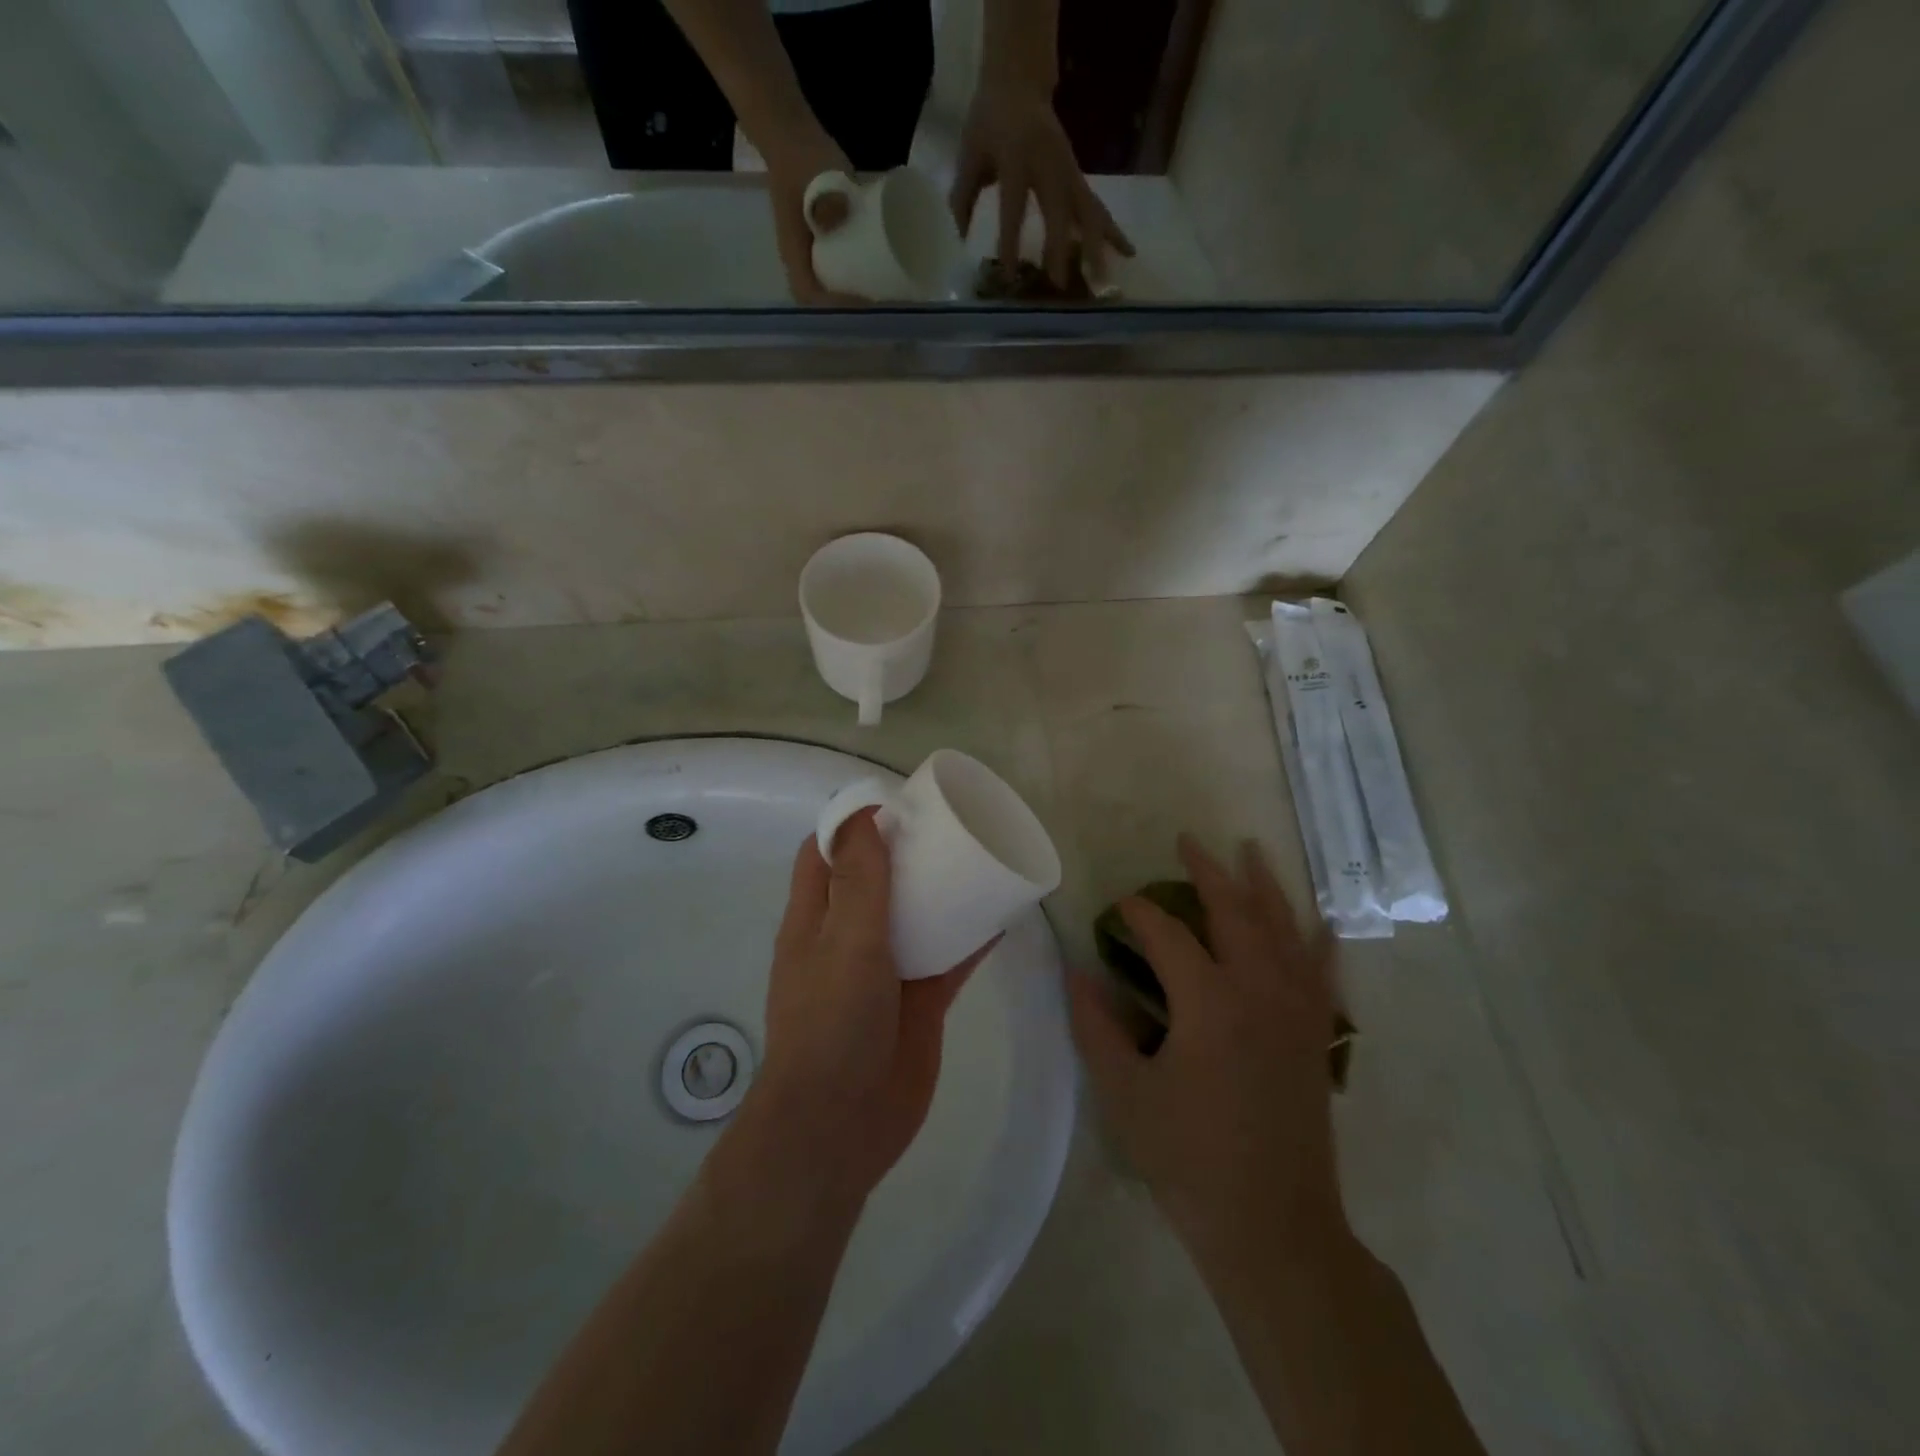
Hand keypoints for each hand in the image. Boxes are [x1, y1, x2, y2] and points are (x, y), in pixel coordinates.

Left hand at [752, 812, 993, 1196]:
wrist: (841, 1124)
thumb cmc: (832, 1021)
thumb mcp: (845, 939)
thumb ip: (860, 879)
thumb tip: (865, 813)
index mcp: (815, 917)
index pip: (826, 853)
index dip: (854, 823)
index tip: (897, 803)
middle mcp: (847, 938)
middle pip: (876, 879)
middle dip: (906, 851)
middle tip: (949, 824)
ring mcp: (884, 971)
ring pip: (915, 916)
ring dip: (941, 891)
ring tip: (979, 857)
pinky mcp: (918, 1001)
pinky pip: (947, 958)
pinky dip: (969, 937)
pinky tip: (1001, 915)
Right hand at [761, 122, 864, 304]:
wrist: (791, 132)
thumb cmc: (799, 155)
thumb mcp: (812, 172)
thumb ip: (825, 196)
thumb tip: (839, 220)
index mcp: (793, 250)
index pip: (808, 292)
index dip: (833, 304)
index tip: (861, 301)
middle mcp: (801, 258)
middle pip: (821, 298)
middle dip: (848, 307)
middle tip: (879, 303)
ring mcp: (813, 251)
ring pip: (830, 286)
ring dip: (854, 297)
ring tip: (882, 295)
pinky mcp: (825, 241)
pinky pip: (840, 270)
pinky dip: (857, 279)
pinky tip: (877, 279)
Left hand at [951, 80, 1134, 290]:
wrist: (1019, 81)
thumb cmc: (989, 122)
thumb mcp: (970, 152)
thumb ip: (964, 194)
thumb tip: (963, 237)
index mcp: (1017, 158)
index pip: (1014, 207)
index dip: (1011, 241)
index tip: (1010, 275)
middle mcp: (1049, 165)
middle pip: (1059, 211)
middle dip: (1061, 249)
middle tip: (1062, 285)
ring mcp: (1069, 171)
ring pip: (1087, 210)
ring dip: (1096, 246)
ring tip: (1104, 278)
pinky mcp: (1078, 178)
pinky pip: (1097, 207)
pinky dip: (1112, 231)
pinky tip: (1128, 253)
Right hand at [1069, 835, 1347, 1262]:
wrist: (1273, 1227)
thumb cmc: (1189, 1159)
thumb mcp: (1125, 1093)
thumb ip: (1096, 1026)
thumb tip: (1075, 971)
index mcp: (1208, 1002)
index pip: (1168, 935)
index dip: (1139, 913)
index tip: (1118, 905)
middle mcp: (1259, 991)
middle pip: (1235, 912)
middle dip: (1208, 872)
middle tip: (1187, 841)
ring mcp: (1296, 1011)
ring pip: (1283, 929)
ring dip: (1264, 885)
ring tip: (1250, 849)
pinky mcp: (1316, 1035)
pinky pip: (1321, 971)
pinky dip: (1318, 939)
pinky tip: (1320, 919)